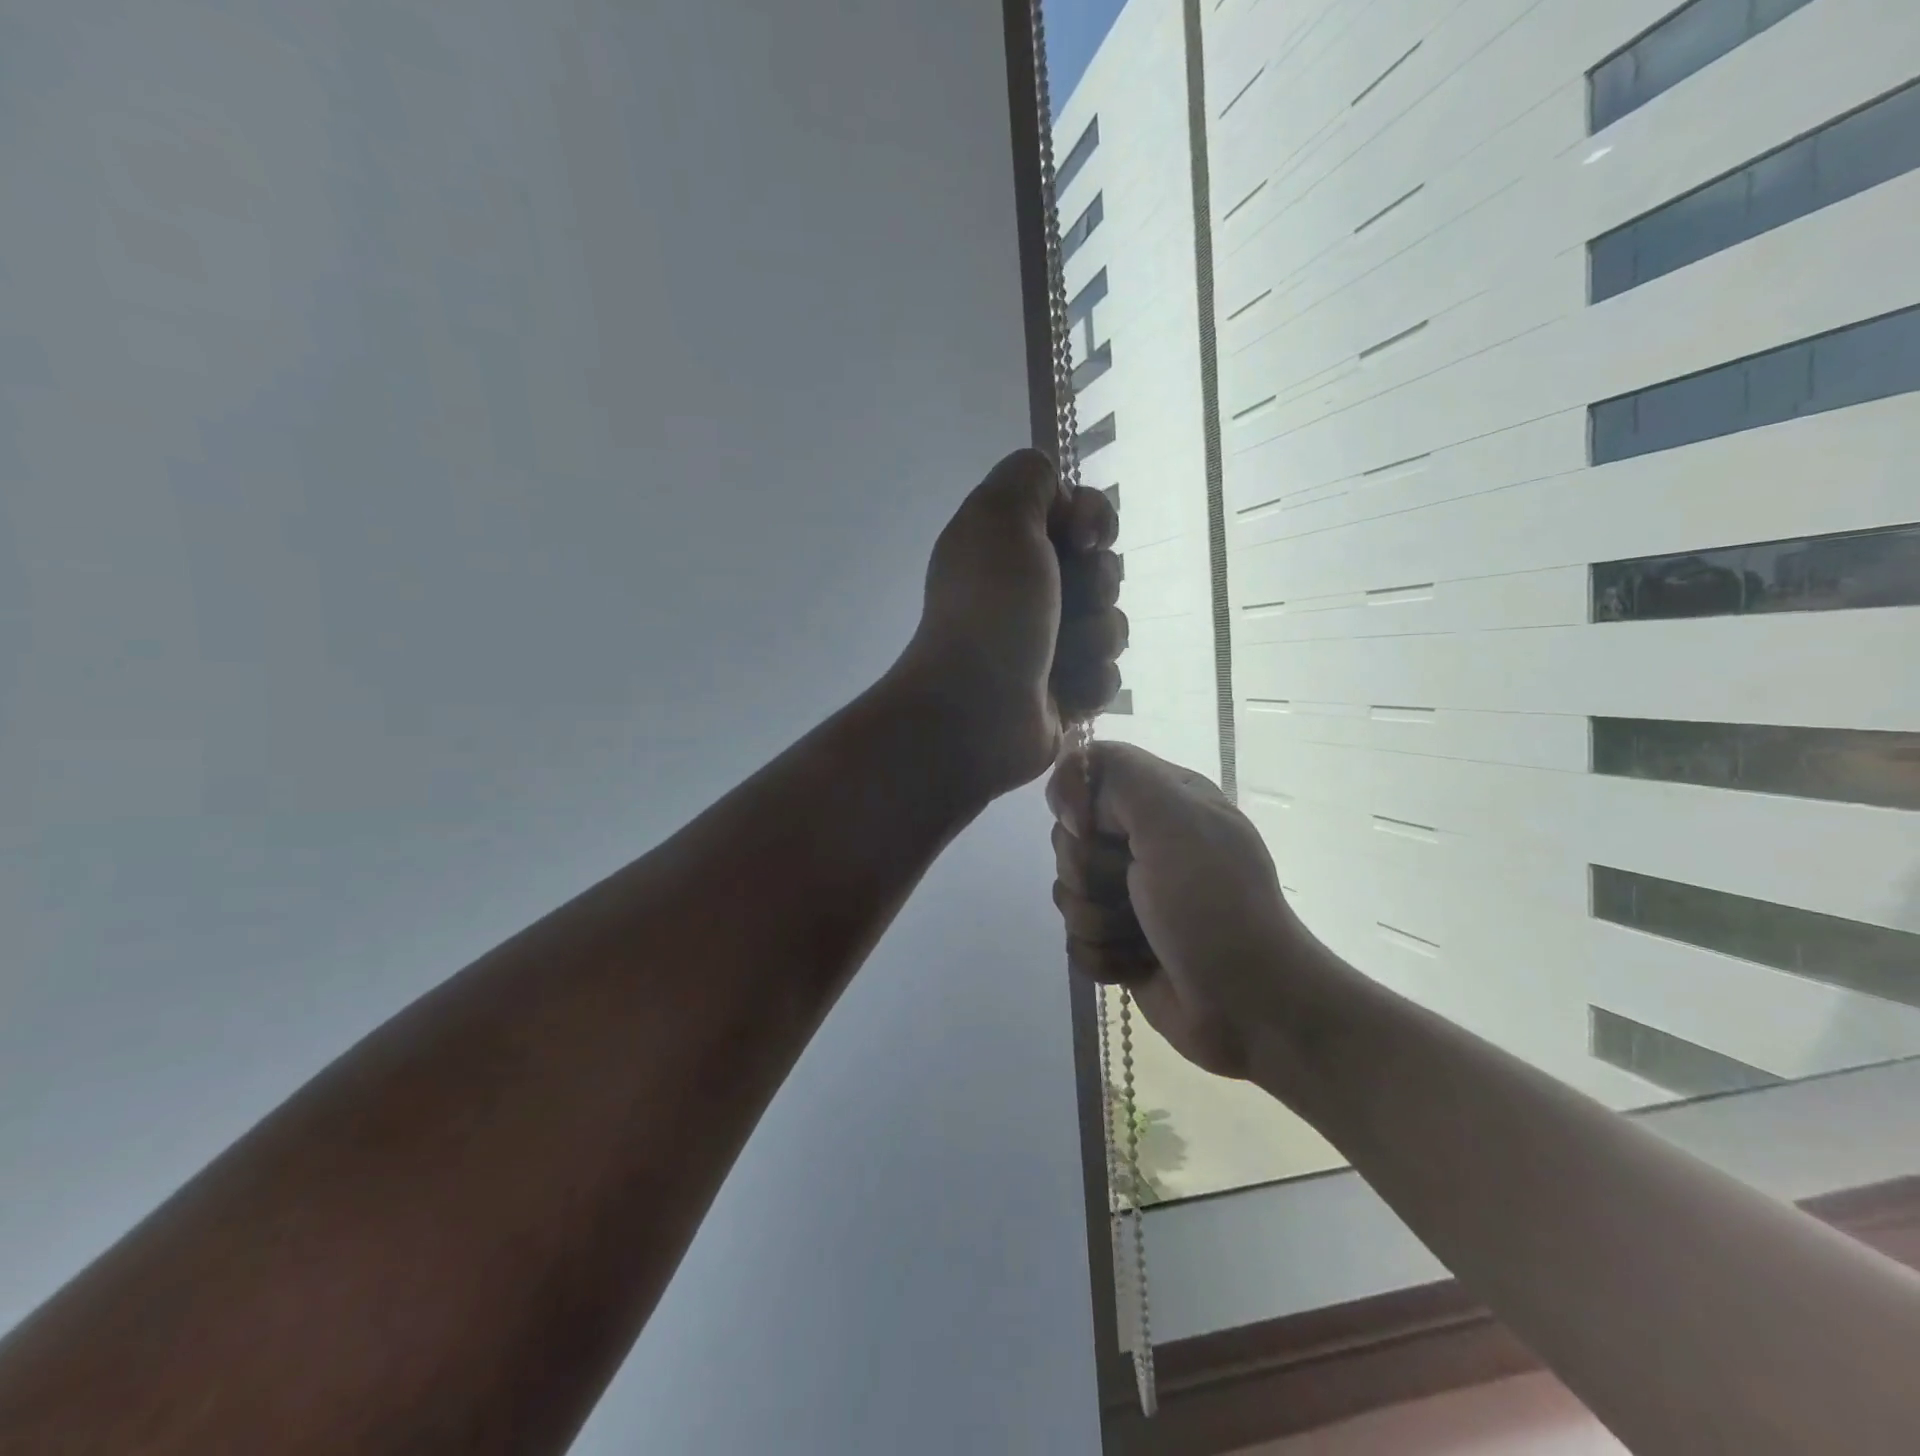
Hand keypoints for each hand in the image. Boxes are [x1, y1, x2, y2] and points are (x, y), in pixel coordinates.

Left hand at [894, 448, 1126, 797]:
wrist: (977, 711)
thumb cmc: (991, 611)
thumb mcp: (999, 516)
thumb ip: (1029, 476)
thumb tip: (1062, 495)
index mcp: (1010, 546)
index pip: (1081, 514)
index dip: (1093, 521)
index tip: (1082, 541)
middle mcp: (1029, 590)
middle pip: (1104, 569)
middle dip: (1095, 586)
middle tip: (1062, 605)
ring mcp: (1048, 644)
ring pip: (1112, 624)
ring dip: (1093, 638)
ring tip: (1056, 658)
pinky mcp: (1065, 691)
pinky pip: (1108, 674)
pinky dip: (1089, 681)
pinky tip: (1061, 692)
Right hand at [1046, 742, 1312, 1078]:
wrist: (1251, 1006)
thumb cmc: (1215, 905)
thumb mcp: (1177, 820)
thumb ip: (1121, 776)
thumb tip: (1071, 798)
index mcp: (1165, 800)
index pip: (1087, 773)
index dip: (1075, 799)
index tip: (1087, 827)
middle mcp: (1145, 841)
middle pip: (1068, 837)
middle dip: (1090, 871)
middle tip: (1133, 890)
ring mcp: (1131, 895)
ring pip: (1068, 892)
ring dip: (1097, 919)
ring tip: (1140, 935)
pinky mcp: (1120, 942)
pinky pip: (1075, 939)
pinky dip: (1102, 956)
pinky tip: (1135, 964)